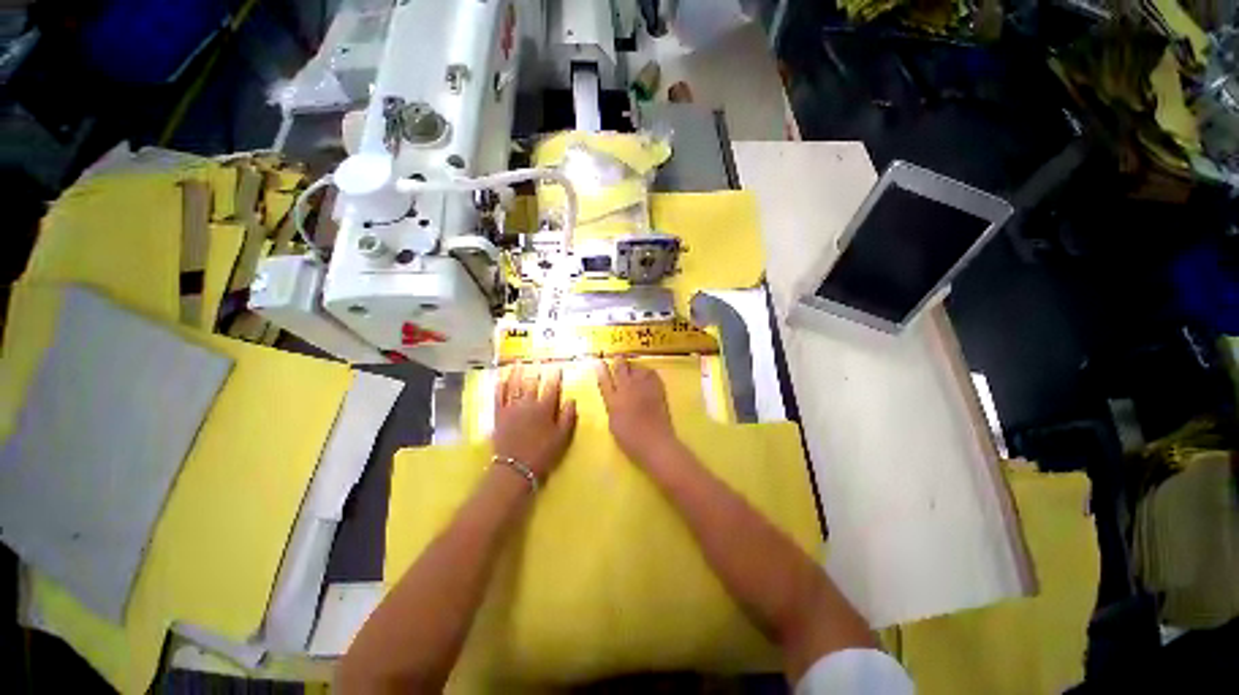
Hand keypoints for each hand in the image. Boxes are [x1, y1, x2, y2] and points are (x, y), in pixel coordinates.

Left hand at [493, 363, 577, 478]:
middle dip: (536, 371)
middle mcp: (528, 403)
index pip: (552, 387)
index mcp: (545, 408)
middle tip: (537, 362)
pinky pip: (498, 397)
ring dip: (516, 373)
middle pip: (532, 383)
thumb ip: (568, 417)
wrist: (515, 468)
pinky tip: (500, 380)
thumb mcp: (563, 437)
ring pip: (514, 386)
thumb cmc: (543, 454)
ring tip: (518, 363)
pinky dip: (499, 387)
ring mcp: (511, 408)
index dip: (555, 377)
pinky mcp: (499, 416)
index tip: (557, 368)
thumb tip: (571, 400)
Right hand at [595, 357, 678, 467]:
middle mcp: (627, 389)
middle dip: (618, 361)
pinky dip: (646, 371)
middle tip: (618, 357)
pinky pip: (651, 372)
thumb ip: (613, 406)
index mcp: (613, 400)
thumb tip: (614, 396)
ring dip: (633, 366)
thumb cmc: (631, 440)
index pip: (604, 380)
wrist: (655, 442)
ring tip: (633, 367)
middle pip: (620, 367)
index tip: (597, 360)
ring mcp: (643, 387)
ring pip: (636, 367)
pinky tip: (646, 374)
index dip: (600, 369)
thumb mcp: (614, 423)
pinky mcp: (657, 388)